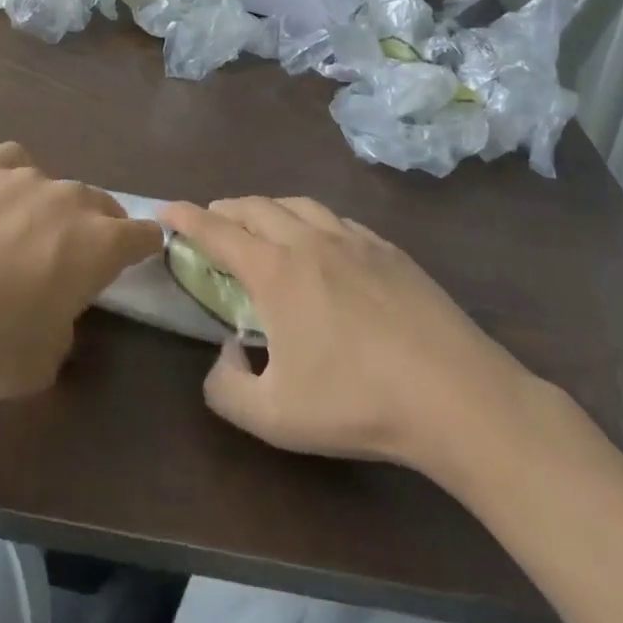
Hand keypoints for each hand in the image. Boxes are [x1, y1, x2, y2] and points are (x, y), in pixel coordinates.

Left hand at [0, 142, 160, 404]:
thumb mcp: (45, 363)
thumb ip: (68, 325)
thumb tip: (57, 308)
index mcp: (100, 244)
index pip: (144, 235)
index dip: (143, 250)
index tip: (132, 263)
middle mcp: (70, 199)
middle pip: (103, 205)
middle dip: (99, 229)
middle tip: (73, 260)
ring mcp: (24, 176)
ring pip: (58, 186)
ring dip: (54, 209)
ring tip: (22, 237)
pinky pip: (13, 162)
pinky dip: (14, 178)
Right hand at [161, 197, 533, 473]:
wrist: (456, 395)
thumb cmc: (358, 403)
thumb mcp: (275, 418)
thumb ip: (228, 388)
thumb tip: (226, 354)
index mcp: (275, 270)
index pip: (217, 230)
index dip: (186, 216)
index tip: (165, 208)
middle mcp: (309, 240)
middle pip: (255, 206)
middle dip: (225, 208)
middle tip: (212, 222)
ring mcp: (354, 239)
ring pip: (297, 204)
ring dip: (268, 208)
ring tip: (261, 226)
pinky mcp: (389, 249)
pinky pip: (336, 219)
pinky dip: (311, 220)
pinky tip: (322, 243)